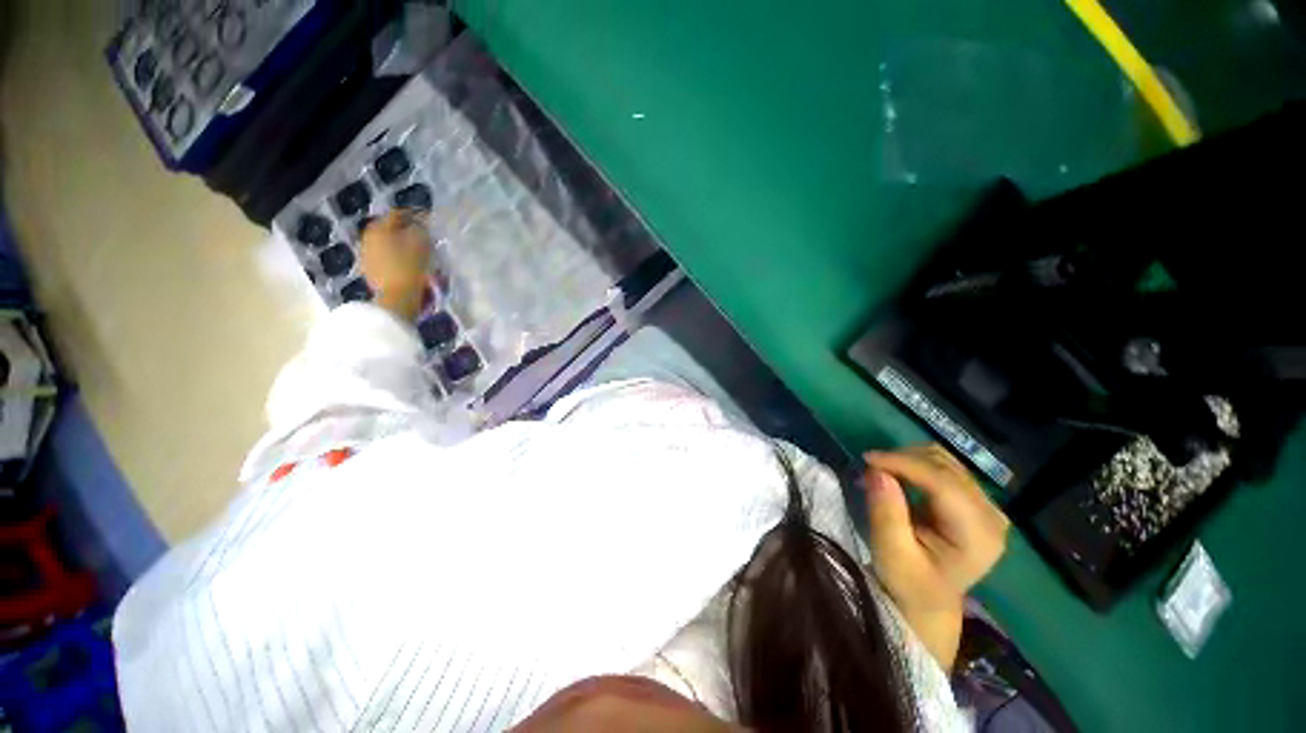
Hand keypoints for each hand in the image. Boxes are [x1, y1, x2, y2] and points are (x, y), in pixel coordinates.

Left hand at [360, 210, 430, 320]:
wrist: (396, 299)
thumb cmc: (409, 269)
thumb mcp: (420, 245)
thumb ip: (420, 230)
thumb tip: (420, 225)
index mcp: (378, 229)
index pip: (397, 214)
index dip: (414, 215)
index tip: (428, 219)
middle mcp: (367, 238)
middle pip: (389, 229)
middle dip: (405, 230)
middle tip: (422, 234)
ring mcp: (366, 256)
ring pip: (386, 243)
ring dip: (400, 244)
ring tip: (417, 250)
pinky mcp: (369, 271)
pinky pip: (384, 257)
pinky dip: (396, 256)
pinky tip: (407, 263)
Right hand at [862, 444, 1009, 668]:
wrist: (927, 601)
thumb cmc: (908, 583)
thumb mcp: (891, 554)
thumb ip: (886, 514)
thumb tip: (877, 472)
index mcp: (978, 535)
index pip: (944, 483)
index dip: (904, 464)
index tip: (867, 459)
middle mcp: (991, 515)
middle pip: (945, 467)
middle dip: (902, 460)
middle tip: (868, 469)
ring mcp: (986, 506)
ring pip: (944, 461)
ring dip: (907, 459)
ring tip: (880, 472)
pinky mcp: (974, 500)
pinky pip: (943, 467)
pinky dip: (914, 464)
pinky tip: (896, 475)